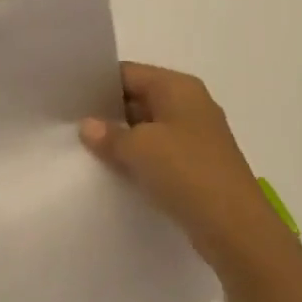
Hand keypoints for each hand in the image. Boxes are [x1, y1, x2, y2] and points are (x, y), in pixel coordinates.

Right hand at [79, 62, 296, 282]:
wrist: (235, 228)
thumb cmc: (187, 172)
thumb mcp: (138, 148)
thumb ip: (108, 134)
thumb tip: (88, 126)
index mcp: (178, 88)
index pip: (128, 73)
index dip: (97, 83)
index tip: (67, 97)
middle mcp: (189, 105)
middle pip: (138, 98)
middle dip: (106, 111)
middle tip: (68, 123)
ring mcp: (195, 136)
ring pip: (146, 127)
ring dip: (121, 138)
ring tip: (83, 147)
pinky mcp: (195, 165)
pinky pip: (157, 152)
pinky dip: (136, 158)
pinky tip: (112, 170)